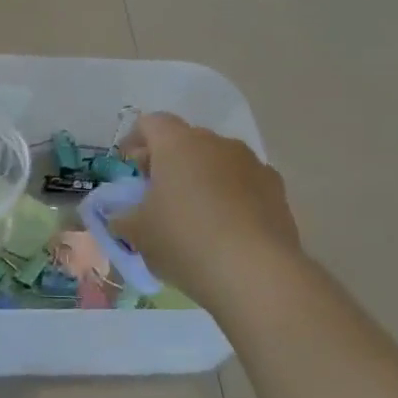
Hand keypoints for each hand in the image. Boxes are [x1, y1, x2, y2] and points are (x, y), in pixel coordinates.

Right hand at [113, 113, 302, 303]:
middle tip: (154, 193)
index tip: (127, 167)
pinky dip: (228, 196)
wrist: (256, 273)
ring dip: (200, 178)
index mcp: (177, 144)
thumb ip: (122, 217)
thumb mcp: (137, 232)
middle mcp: (217, 144)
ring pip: (216, 161)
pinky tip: (222, 229)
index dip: (134, 140)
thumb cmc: (184, 240)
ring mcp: (252, 164)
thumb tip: (120, 216)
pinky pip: (242, 183)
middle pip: (185, 140)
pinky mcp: (277, 191)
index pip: (150, 123)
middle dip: (167, 161)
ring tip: (190, 214)